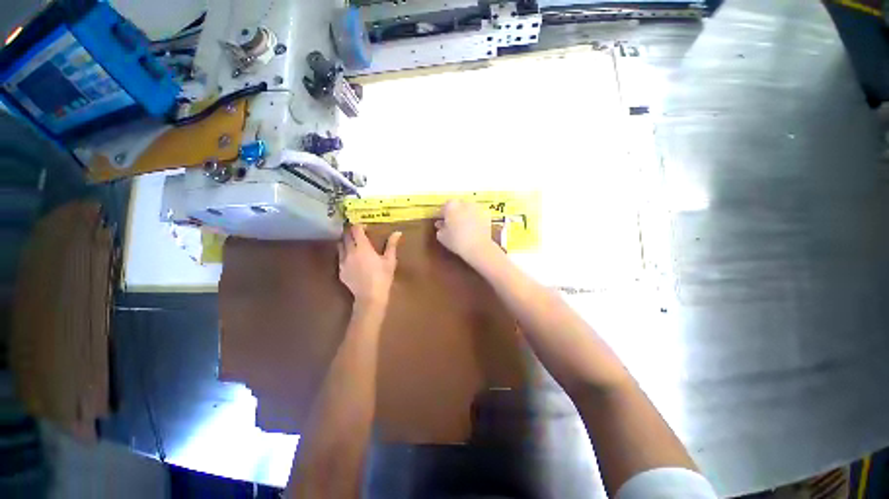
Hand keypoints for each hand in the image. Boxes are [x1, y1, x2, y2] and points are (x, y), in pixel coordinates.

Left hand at [338, 225, 401, 306]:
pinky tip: (351, 259)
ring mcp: (343, 261)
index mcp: (363, 247)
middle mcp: (350, 252)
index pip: (356, 230)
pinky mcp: (340, 271)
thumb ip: (391, 245)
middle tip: (358, 232)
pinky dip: (344, 254)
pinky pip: (340, 257)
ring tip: (353, 244)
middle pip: (346, 236)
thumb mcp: (390, 260)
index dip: (359, 225)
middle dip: (351, 232)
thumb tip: (397, 232)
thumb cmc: (383, 277)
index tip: (364, 226)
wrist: (370, 296)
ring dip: (345, 242)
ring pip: (340, 246)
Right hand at [435, 200, 497, 264]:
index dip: (442, 214)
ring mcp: (477, 207)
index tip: (442, 221)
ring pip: (468, 209)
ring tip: (464, 226)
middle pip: (457, 205)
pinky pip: (478, 214)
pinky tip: (474, 228)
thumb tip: (440, 224)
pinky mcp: (487, 214)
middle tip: (453, 223)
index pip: (444, 207)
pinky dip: (475, 218)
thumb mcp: (442, 237)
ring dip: (466, 214)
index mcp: (451, 206)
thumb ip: (440, 228)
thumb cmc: (457, 241)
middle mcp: (464, 203)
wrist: (478, 247)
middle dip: (455, 212)